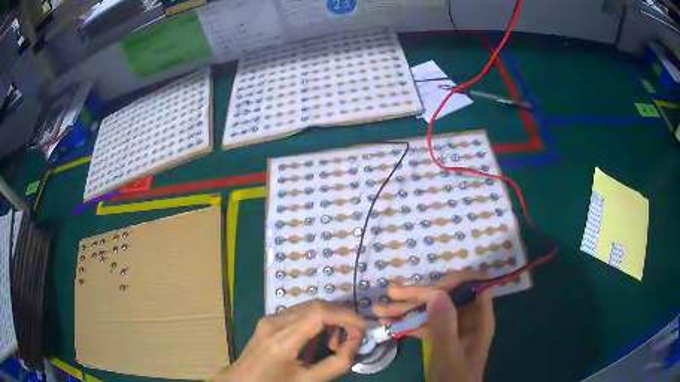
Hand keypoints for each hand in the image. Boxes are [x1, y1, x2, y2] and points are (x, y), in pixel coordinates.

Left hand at [214, 299, 365, 381]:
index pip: (319, 313)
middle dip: (341, 317)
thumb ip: (336, 364)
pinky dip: (317, 322)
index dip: (346, 316)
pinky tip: (318, 341)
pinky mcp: (269, 320)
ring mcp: (270, 318)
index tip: (363, 328)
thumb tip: (355, 344)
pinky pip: (300, 313)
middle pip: (316, 305)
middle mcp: (274, 322)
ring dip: (329, 319)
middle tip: (352, 338)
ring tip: (334, 344)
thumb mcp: (308, 381)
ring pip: (309, 306)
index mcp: (282, 340)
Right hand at [372, 270, 494, 381]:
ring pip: (432, 310)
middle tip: (392, 293)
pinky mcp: (440, 338)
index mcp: (479, 319)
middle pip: (447, 296)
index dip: (454, 281)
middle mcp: (467, 319)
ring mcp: (453, 328)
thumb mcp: (448, 353)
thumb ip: (444, 324)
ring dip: (407, 309)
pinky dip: (408, 323)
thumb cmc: (454, 378)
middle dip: (419, 294)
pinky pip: (425, 325)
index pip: (473, 286)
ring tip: (380, 309)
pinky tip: (387, 322)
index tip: (430, 286)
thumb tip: (436, 292)